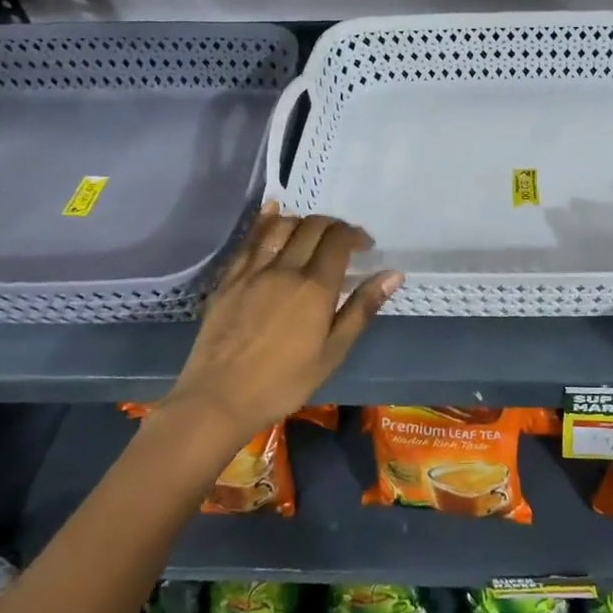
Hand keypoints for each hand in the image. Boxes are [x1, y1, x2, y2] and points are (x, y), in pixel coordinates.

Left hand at [153, 202, 400, 444]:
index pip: (339, 240)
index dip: (355, 235)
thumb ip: (362, 308)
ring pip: (280, 226)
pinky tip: (272, 213)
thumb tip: (393, 274)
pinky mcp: (229, 279)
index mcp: (314, 287)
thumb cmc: (284, 382)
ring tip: (311, 232)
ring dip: (302, 221)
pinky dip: (265, 221)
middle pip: (312, 227)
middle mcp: (285, 269)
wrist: (219, 399)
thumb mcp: (333, 352)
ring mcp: (253, 271)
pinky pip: (249, 239)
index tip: (364, 246)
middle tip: (342, 241)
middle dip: (333, 226)